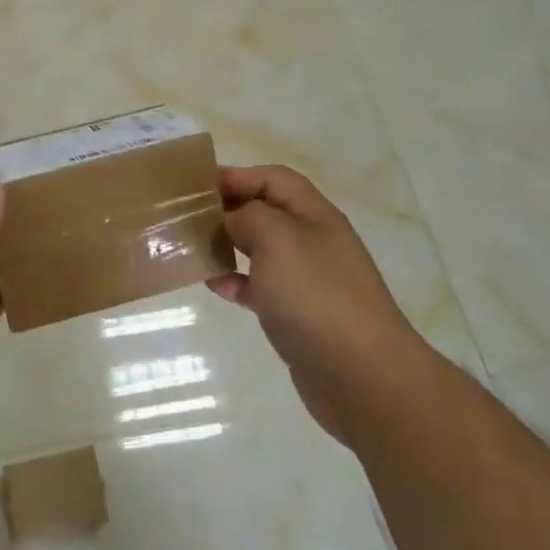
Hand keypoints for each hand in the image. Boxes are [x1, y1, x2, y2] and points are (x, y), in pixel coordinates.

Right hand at [210, 164, 423, 444]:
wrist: (360, 374)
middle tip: (189, 216)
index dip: (238, 175)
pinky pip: (260, 288)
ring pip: (261, 251)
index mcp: (314, 215)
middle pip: (267, 212)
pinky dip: (236, 282)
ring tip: (195, 248)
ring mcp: (308, 280)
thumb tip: (233, 220)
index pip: (274, 179)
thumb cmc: (315, 293)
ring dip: (229, 245)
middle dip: (230, 209)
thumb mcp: (276, 237)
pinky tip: (214, 285)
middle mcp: (313, 242)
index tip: (199, 186)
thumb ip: (248, 216)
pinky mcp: (298, 315)